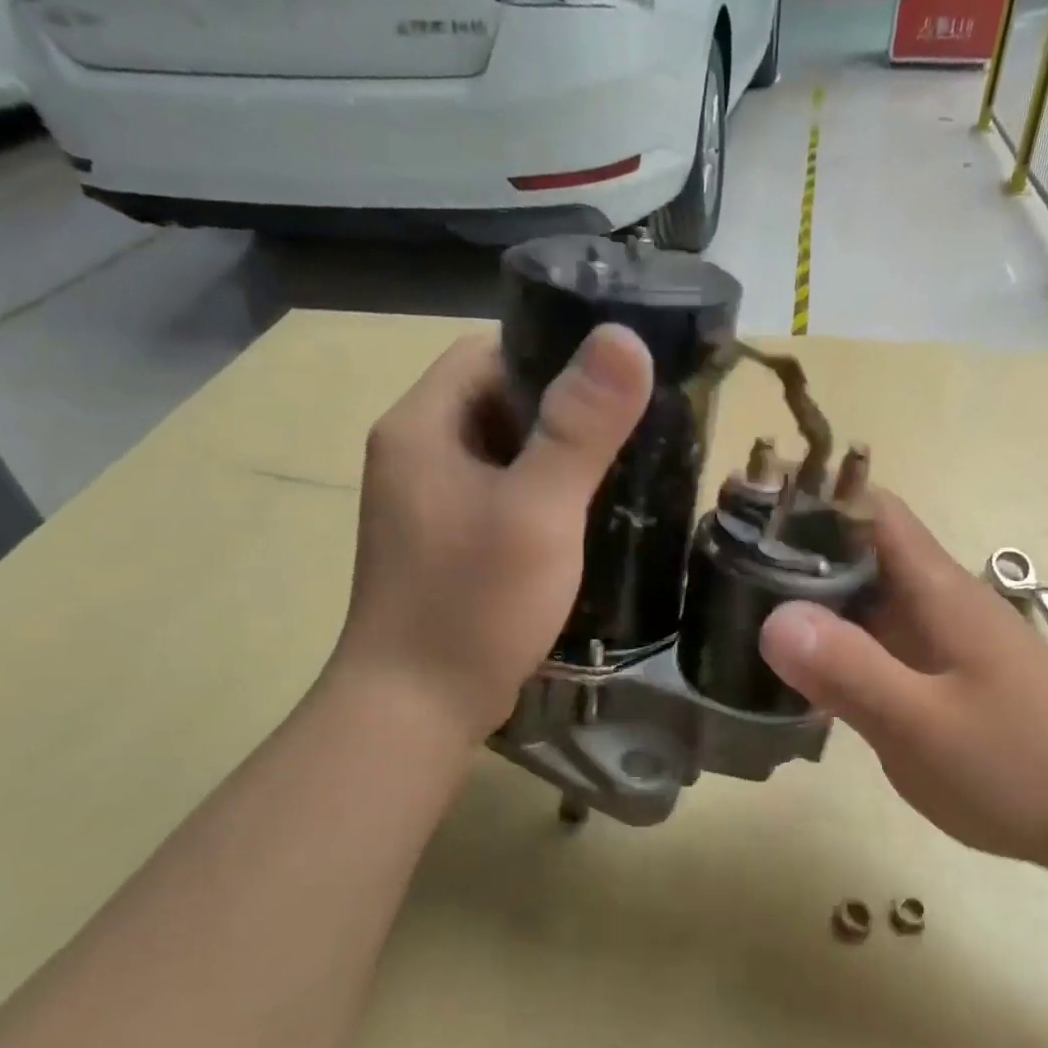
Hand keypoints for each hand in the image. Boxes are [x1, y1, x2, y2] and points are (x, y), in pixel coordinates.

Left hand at [330, 326, 652, 741]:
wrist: (415, 710)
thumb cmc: (472, 604)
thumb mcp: (537, 510)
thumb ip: (580, 426)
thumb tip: (625, 337)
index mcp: (422, 425)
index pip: (490, 352)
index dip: (554, 353)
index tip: (617, 382)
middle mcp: (415, 454)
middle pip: (498, 401)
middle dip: (564, 409)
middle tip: (631, 427)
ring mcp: (427, 503)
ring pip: (503, 452)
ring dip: (556, 455)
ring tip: (620, 468)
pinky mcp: (444, 543)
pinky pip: (500, 494)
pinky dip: (542, 495)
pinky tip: (583, 518)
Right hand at [758, 494, 1047, 865]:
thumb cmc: (1024, 767)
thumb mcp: (924, 725)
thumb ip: (850, 670)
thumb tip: (773, 618)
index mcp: (937, 590)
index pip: (871, 511)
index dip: (812, 499)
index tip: (749, 513)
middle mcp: (939, 604)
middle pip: (860, 554)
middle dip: (796, 555)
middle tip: (726, 574)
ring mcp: (944, 644)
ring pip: (867, 604)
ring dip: (814, 605)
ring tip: (746, 619)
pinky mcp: (947, 681)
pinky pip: (880, 647)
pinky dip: (840, 650)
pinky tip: (804, 679)